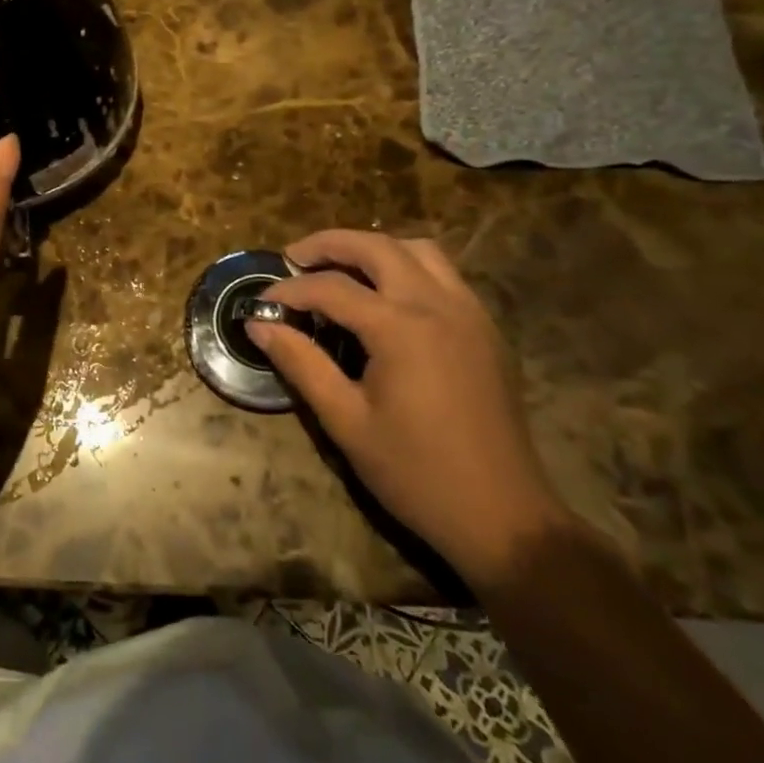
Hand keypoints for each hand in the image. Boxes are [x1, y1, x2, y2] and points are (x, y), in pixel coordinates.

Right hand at [248, 230, 571, 584]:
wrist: (505, 518)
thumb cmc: (416, 473)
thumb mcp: (346, 421)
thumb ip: (301, 363)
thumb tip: (258, 324)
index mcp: (400, 328)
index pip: (331, 288)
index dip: (290, 290)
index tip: (262, 302)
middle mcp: (437, 305)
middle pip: (377, 246)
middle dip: (329, 244)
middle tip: (294, 258)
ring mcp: (469, 313)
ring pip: (418, 250)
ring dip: (374, 249)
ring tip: (341, 269)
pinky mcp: (485, 330)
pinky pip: (444, 274)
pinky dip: (407, 267)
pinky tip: (386, 298)